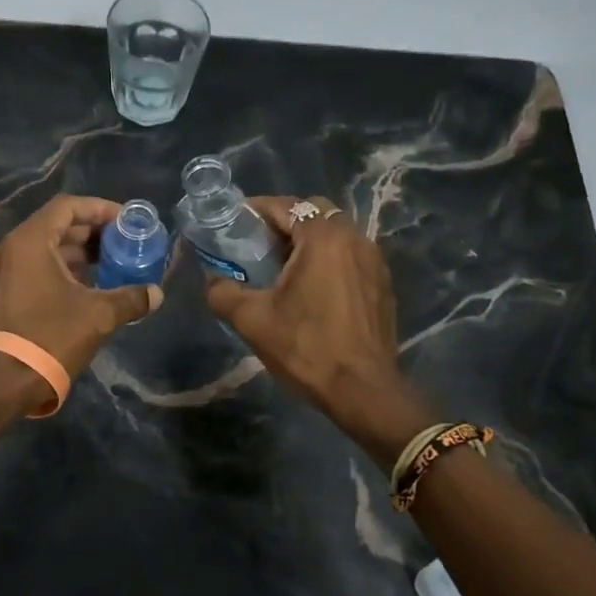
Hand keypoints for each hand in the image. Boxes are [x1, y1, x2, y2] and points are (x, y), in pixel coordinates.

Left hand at [0, 195, 161, 402]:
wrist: (2, 383)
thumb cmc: (50, 338)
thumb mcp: (98, 315)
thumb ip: (130, 298)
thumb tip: (156, 294)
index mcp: (29, 241)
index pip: (67, 207)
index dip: (100, 209)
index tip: (125, 221)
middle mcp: (8, 248)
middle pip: (55, 226)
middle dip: (91, 233)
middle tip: (122, 244)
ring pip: (43, 249)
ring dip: (76, 253)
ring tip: (109, 265)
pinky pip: (31, 268)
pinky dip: (58, 269)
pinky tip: (84, 287)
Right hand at [204, 196, 417, 438]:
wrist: (362, 390)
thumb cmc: (306, 347)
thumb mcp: (252, 319)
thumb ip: (223, 292)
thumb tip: (212, 281)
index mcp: (324, 238)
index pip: (286, 206)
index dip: (257, 210)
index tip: (235, 223)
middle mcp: (354, 239)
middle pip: (316, 212)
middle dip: (285, 220)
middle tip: (259, 243)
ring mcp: (374, 262)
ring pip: (336, 234)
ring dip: (308, 240)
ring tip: (282, 266)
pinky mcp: (382, 284)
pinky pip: (350, 256)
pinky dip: (328, 259)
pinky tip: (311, 288)